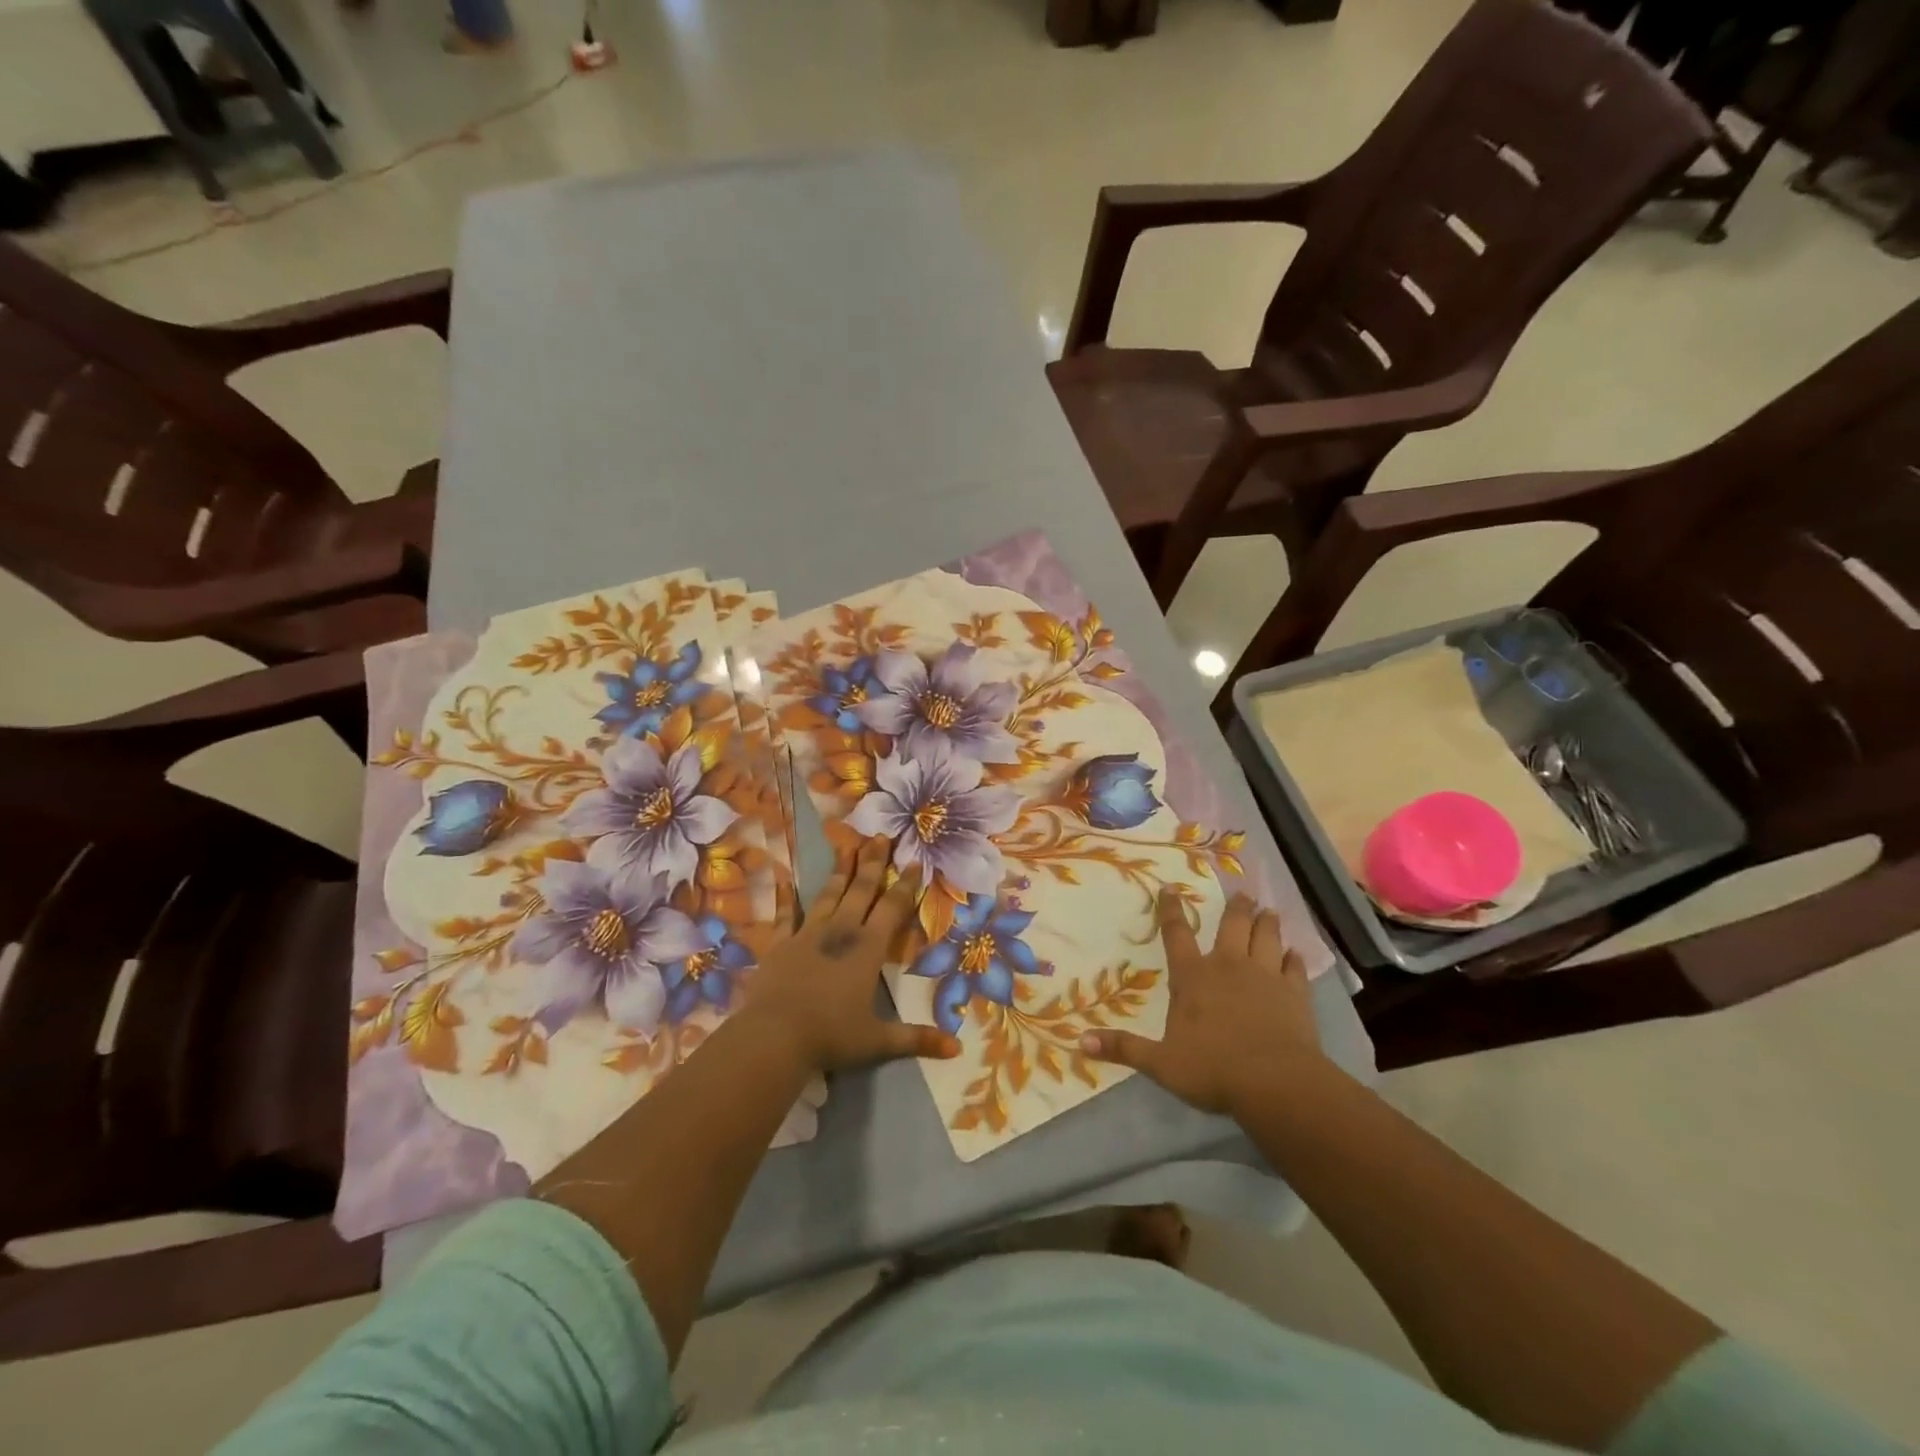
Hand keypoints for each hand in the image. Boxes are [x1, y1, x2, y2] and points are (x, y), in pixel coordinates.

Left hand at [744, 835, 960, 1074]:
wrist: (775, 1037)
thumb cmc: (831, 1036)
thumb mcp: (878, 1042)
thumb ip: (917, 1039)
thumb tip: (958, 1049)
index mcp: (867, 950)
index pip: (892, 909)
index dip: (905, 886)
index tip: (914, 862)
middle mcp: (840, 932)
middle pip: (861, 891)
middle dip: (873, 863)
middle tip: (881, 836)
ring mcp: (807, 934)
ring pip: (828, 895)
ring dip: (840, 870)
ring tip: (848, 844)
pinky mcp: (779, 944)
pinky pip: (784, 915)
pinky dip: (785, 898)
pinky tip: (783, 880)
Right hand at [1082, 888, 1332, 1117]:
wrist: (1276, 1082)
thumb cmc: (1213, 1069)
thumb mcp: (1161, 1063)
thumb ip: (1124, 1048)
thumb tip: (1080, 1041)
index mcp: (1193, 977)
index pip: (1176, 934)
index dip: (1171, 910)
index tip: (1170, 888)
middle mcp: (1228, 966)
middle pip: (1232, 926)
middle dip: (1236, 908)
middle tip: (1242, 893)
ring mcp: (1265, 976)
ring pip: (1266, 938)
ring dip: (1267, 924)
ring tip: (1270, 911)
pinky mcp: (1295, 993)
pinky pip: (1294, 968)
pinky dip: (1294, 959)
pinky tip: (1296, 954)